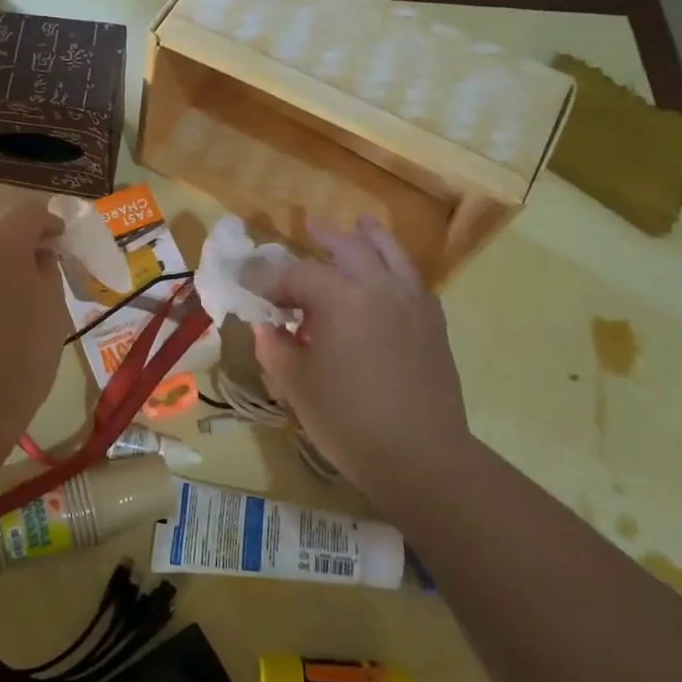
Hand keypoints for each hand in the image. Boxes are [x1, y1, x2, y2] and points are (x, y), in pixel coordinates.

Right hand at [252, 217, 470, 503]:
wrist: (421, 457)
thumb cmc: (348, 420)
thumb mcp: (295, 384)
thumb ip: (275, 346)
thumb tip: (267, 326)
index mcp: (341, 298)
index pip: (297, 275)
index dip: (269, 280)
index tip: (249, 286)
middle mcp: (380, 287)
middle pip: (350, 247)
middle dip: (325, 238)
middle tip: (308, 228)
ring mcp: (413, 302)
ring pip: (392, 254)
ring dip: (370, 237)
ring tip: (360, 224)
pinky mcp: (433, 323)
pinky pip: (412, 280)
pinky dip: (396, 268)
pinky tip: (387, 277)